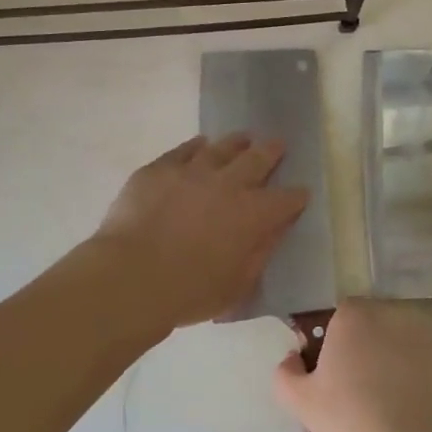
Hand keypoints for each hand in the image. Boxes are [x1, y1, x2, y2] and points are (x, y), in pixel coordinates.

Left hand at [93, 134, 308, 331]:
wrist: (130, 277)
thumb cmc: (189, 292)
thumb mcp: (237, 285)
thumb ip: (260, 254)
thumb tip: (274, 231)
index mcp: (253, 214)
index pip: (286, 199)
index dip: (296, 196)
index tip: (301, 194)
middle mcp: (228, 184)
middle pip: (258, 159)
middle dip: (272, 152)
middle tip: (277, 144)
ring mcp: (192, 171)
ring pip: (222, 148)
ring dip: (237, 143)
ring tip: (243, 138)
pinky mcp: (160, 169)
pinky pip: (184, 150)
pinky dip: (196, 146)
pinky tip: (200, 145)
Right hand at [274, 299, 431, 431]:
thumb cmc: (348, 423)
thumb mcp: (300, 402)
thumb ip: (286, 373)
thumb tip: (291, 360)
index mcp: (353, 316)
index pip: (343, 317)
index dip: (340, 344)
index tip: (339, 375)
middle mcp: (393, 313)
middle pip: (378, 324)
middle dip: (372, 347)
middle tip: (365, 389)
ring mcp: (429, 334)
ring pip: (408, 342)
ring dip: (401, 359)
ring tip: (396, 401)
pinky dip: (429, 378)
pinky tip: (420, 408)